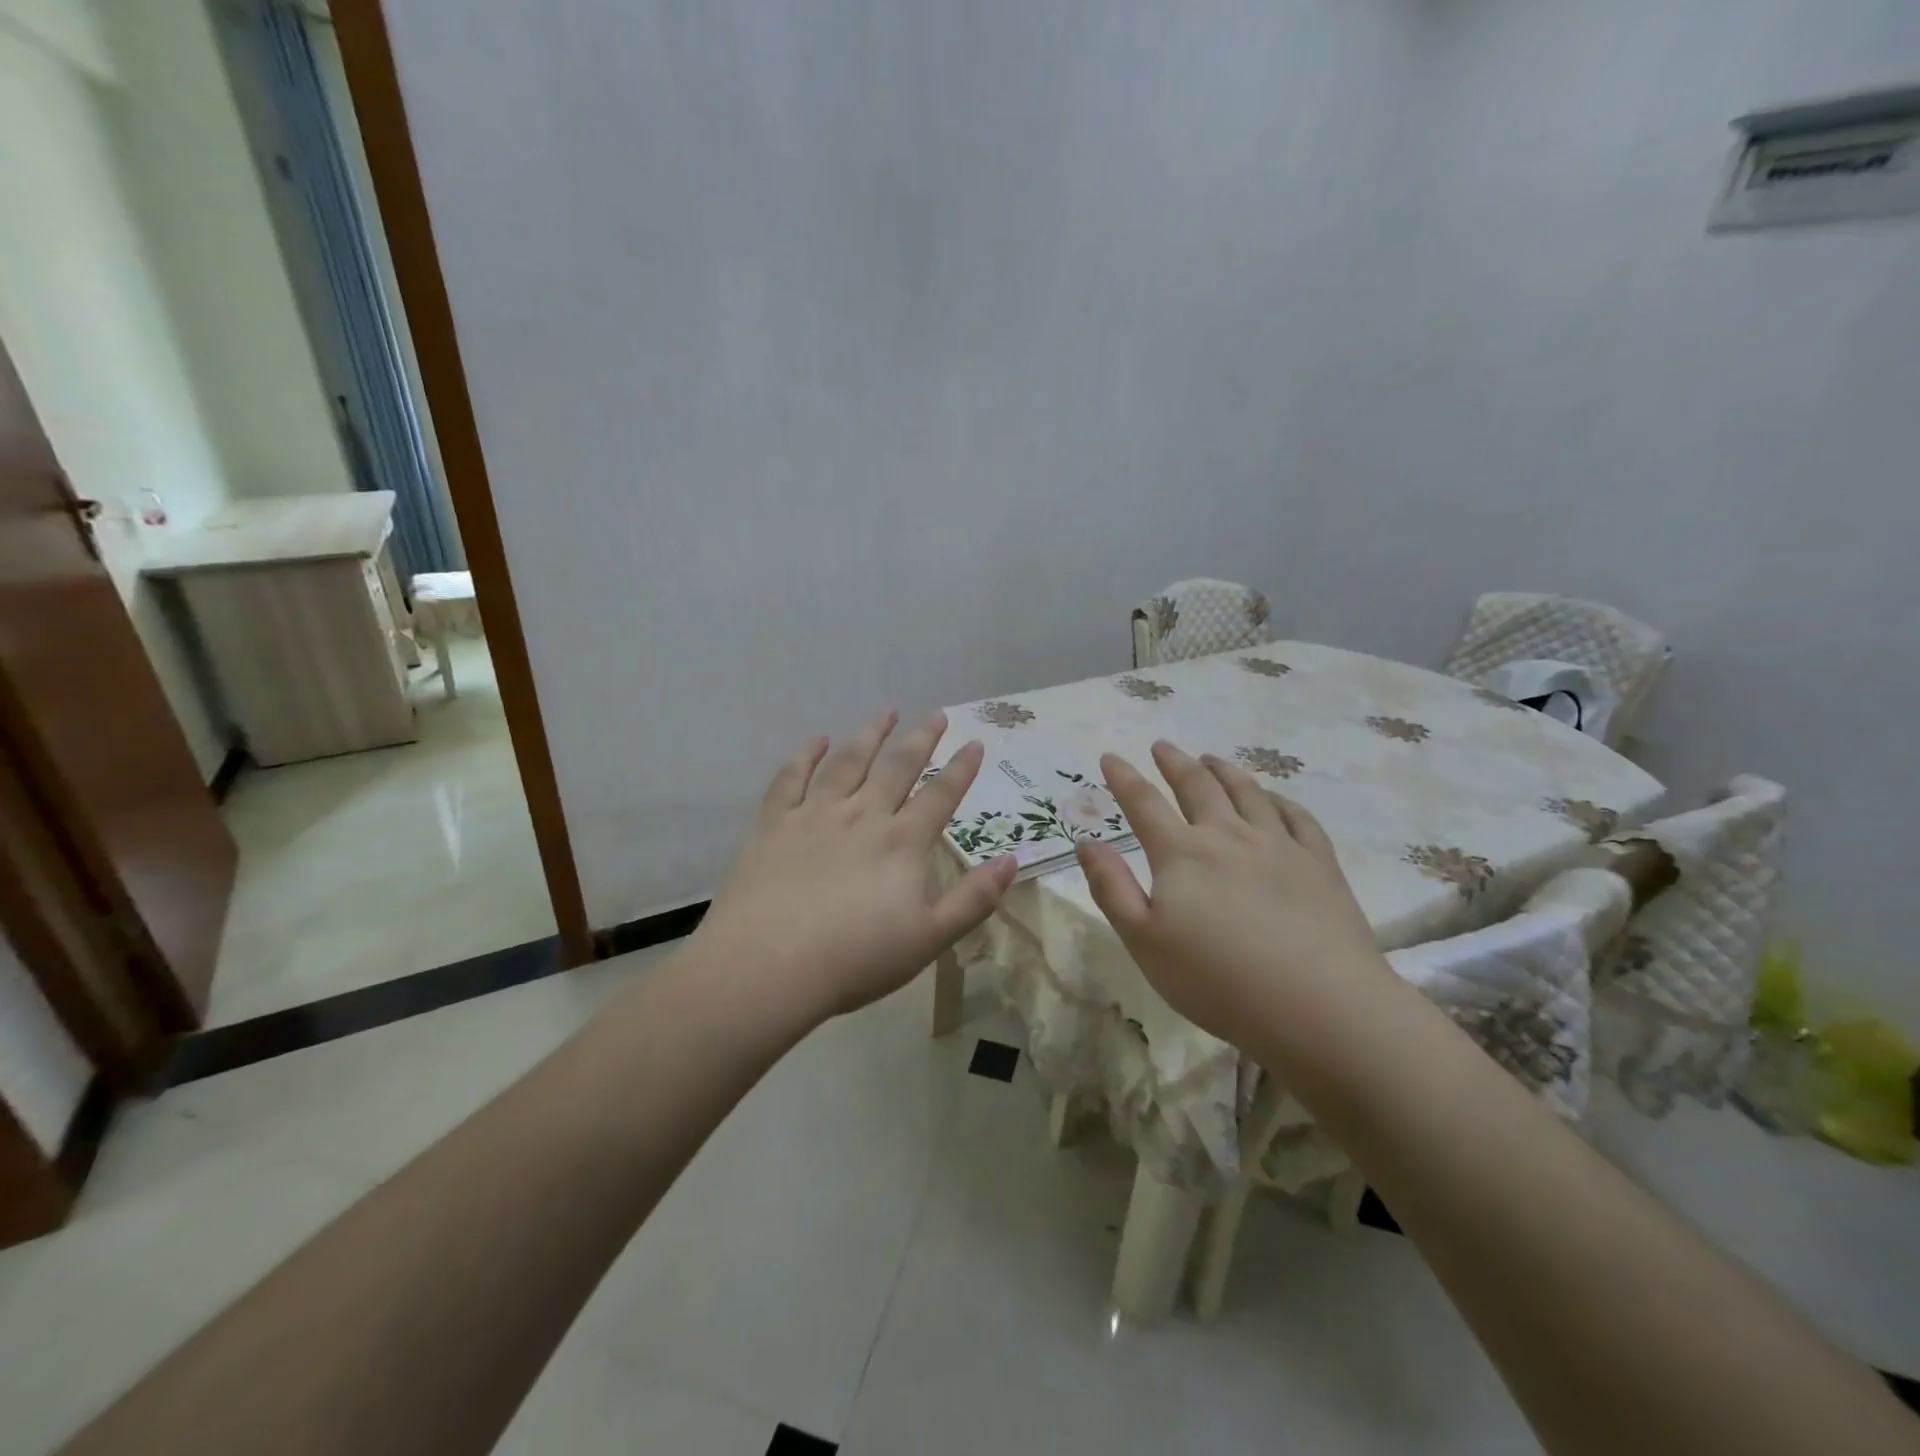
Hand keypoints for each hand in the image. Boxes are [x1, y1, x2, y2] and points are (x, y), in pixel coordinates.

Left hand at [690, 711, 1017, 1024]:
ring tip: (886, 711)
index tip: (975, 743)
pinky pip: (792, 778)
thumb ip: (974, 899)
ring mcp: (815, 814)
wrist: (770, 965)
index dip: (961, 769)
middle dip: (920, 738)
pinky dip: (806, 755)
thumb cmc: (856, 958)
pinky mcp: (775, 823)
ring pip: (848, 762)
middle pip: (897, 767)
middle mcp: (863, 815)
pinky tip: (817, 740)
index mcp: (902, 842)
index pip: (940, 796)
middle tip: (936, 714)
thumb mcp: (930, 937)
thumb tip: (1012, 861)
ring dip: (870, 734)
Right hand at [1075, 740, 1392, 1050]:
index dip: (1123, 778)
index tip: (1110, 757)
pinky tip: (1273, 798)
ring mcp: (1279, 845)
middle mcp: (1229, 836)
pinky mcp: (1319, 863)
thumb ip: (1111, 888)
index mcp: (1182, 853)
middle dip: (1175, 763)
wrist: (1317, 1005)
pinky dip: (1279, 800)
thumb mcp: (1144, 941)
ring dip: (1225, 771)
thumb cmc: (1216, 979)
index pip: (1144, 804)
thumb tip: (1086, 842)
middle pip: (1198, 786)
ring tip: (1212, 759)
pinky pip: (1298, 817)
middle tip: (1162, 746)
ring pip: (1248, 793)